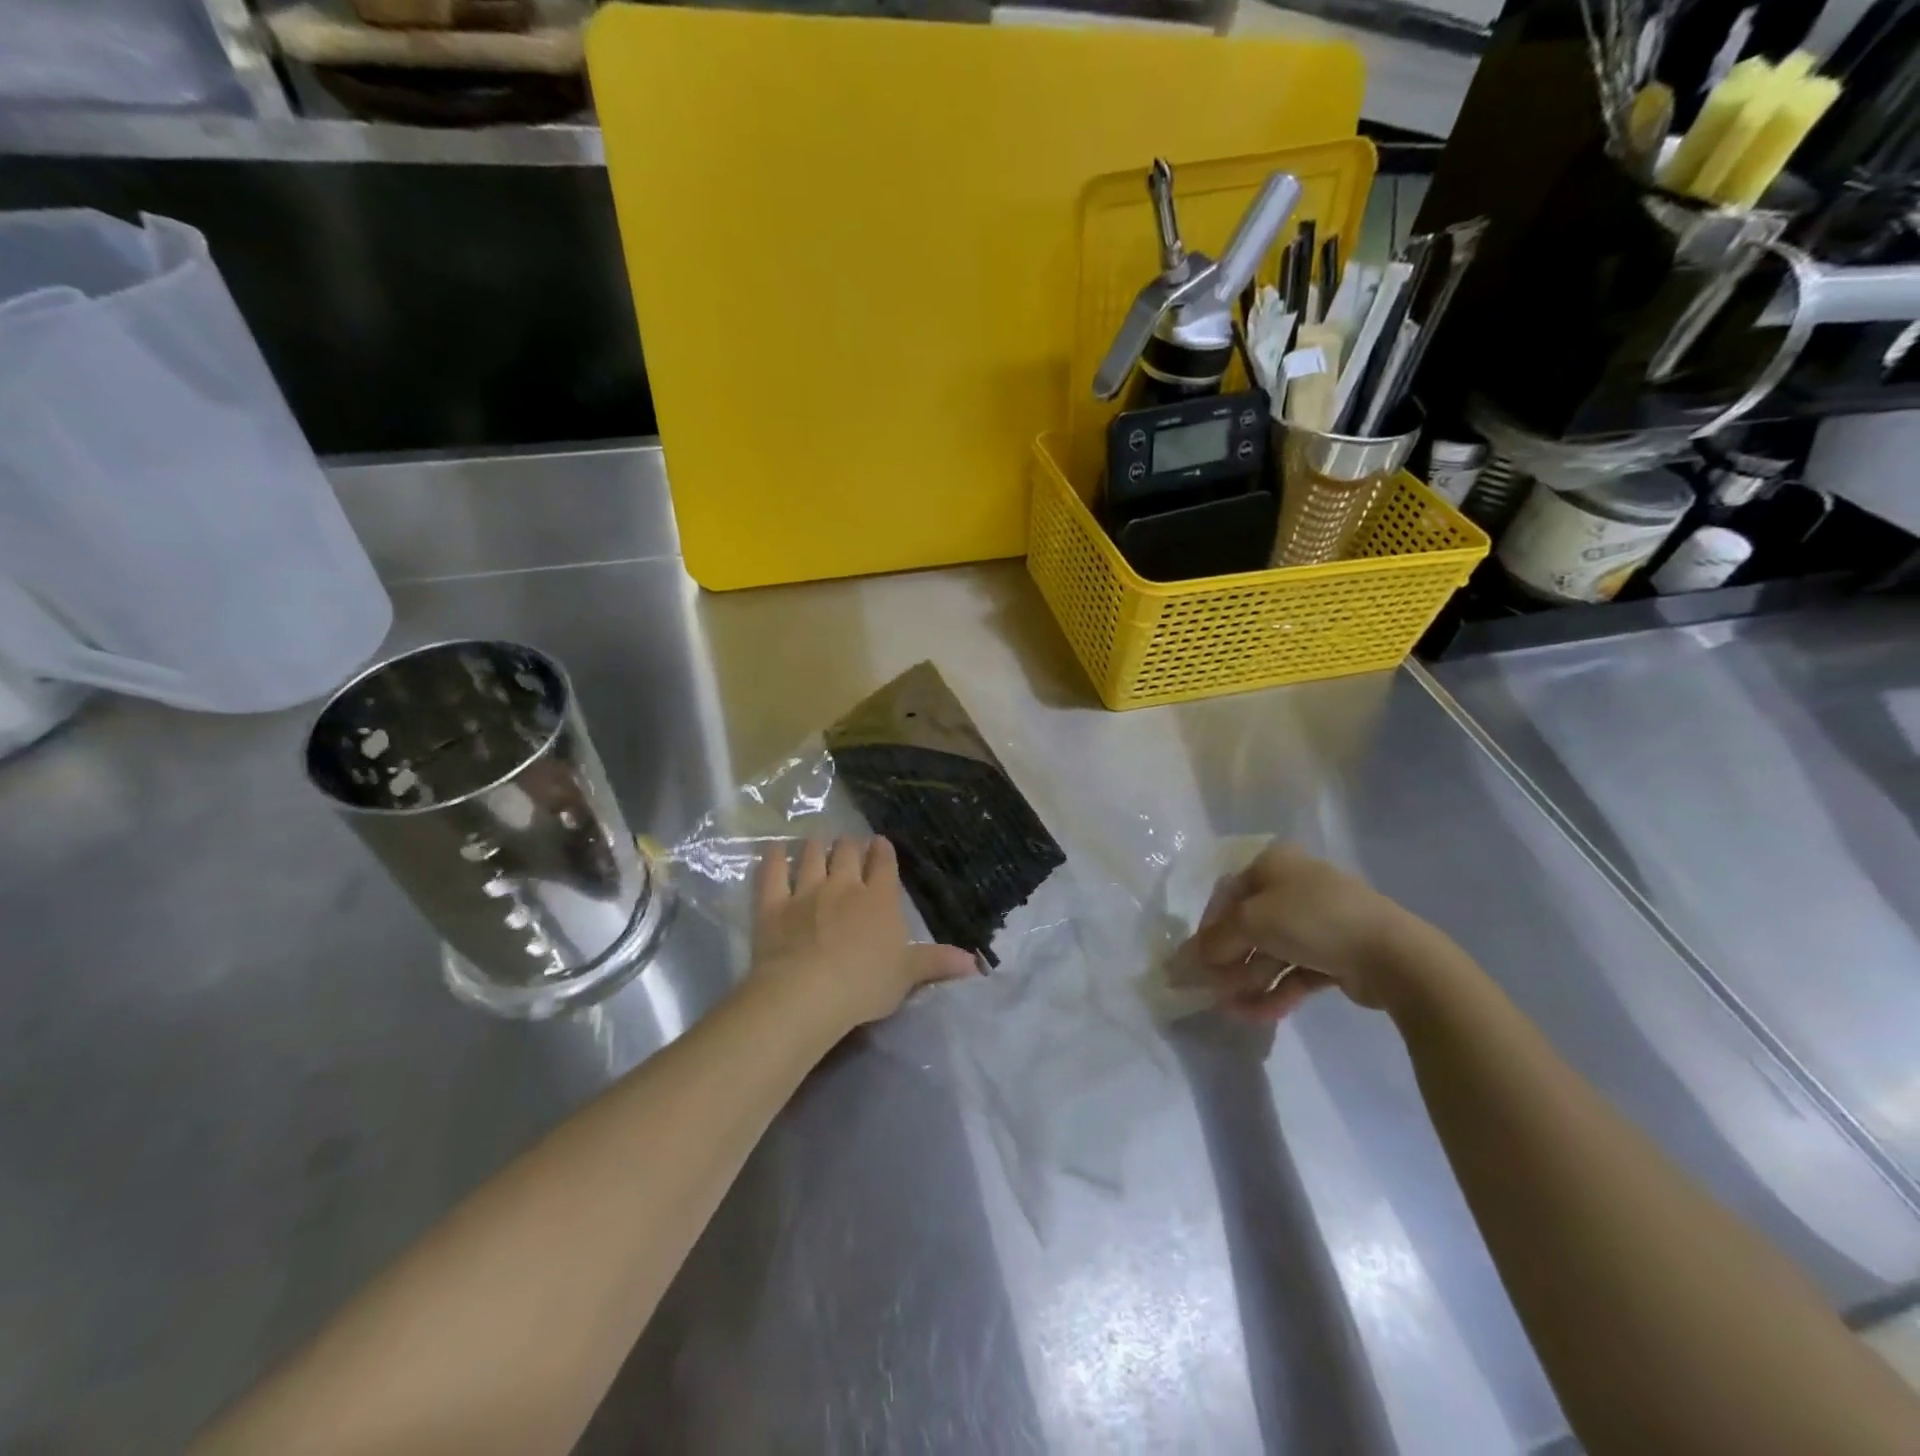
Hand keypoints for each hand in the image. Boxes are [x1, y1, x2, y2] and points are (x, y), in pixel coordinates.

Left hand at [751, 836, 977, 1032]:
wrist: (807, 993)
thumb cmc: (865, 985)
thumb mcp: (908, 976)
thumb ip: (937, 963)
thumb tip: (976, 963)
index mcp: (879, 899)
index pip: (883, 865)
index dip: (883, 851)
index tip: (880, 843)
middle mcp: (843, 886)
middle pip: (846, 853)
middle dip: (848, 845)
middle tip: (848, 846)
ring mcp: (805, 892)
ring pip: (811, 856)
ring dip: (815, 846)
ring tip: (816, 842)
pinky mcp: (772, 905)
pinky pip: (771, 873)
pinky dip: (773, 858)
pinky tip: (774, 849)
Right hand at [1187, 844, 1433, 1021]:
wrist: (1392, 954)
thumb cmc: (1311, 919)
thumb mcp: (1252, 921)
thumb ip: (1216, 940)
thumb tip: (1189, 959)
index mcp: (1275, 865)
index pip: (1229, 894)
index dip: (1208, 926)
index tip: (1195, 958)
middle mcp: (1295, 888)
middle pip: (1249, 926)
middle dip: (1228, 960)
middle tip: (1207, 988)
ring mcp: (1318, 923)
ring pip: (1271, 952)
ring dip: (1247, 981)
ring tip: (1228, 1010)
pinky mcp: (1335, 956)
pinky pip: (1295, 972)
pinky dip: (1274, 991)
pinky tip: (1255, 1015)